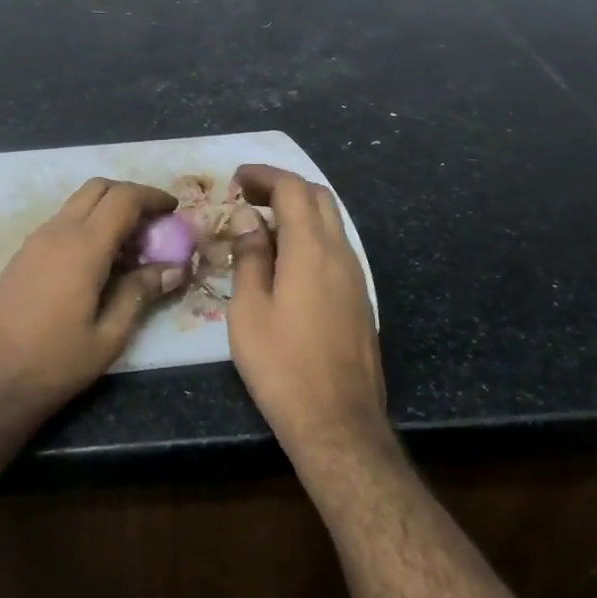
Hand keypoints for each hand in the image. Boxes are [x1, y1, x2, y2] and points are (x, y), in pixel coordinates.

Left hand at [0, 178, 185, 419]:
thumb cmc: (53, 364)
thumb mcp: (108, 336)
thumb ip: (140, 293)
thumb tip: (174, 269)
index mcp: (83, 247)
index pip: (123, 198)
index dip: (152, 197)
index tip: (174, 210)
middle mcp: (57, 232)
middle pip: (98, 188)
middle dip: (130, 195)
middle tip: (153, 223)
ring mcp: (34, 241)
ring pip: (77, 204)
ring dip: (106, 210)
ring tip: (130, 246)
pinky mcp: (21, 255)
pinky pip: (61, 223)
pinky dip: (86, 225)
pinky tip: (98, 261)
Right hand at [227, 164, 389, 463]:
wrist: (337, 421)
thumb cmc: (282, 365)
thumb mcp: (249, 310)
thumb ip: (250, 256)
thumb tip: (247, 218)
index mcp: (311, 250)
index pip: (293, 189)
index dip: (264, 176)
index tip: (237, 178)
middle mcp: (341, 253)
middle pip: (319, 197)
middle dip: (283, 186)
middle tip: (248, 196)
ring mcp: (356, 276)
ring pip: (331, 222)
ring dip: (298, 211)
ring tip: (261, 225)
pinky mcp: (359, 297)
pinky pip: (335, 247)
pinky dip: (309, 235)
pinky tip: (286, 258)